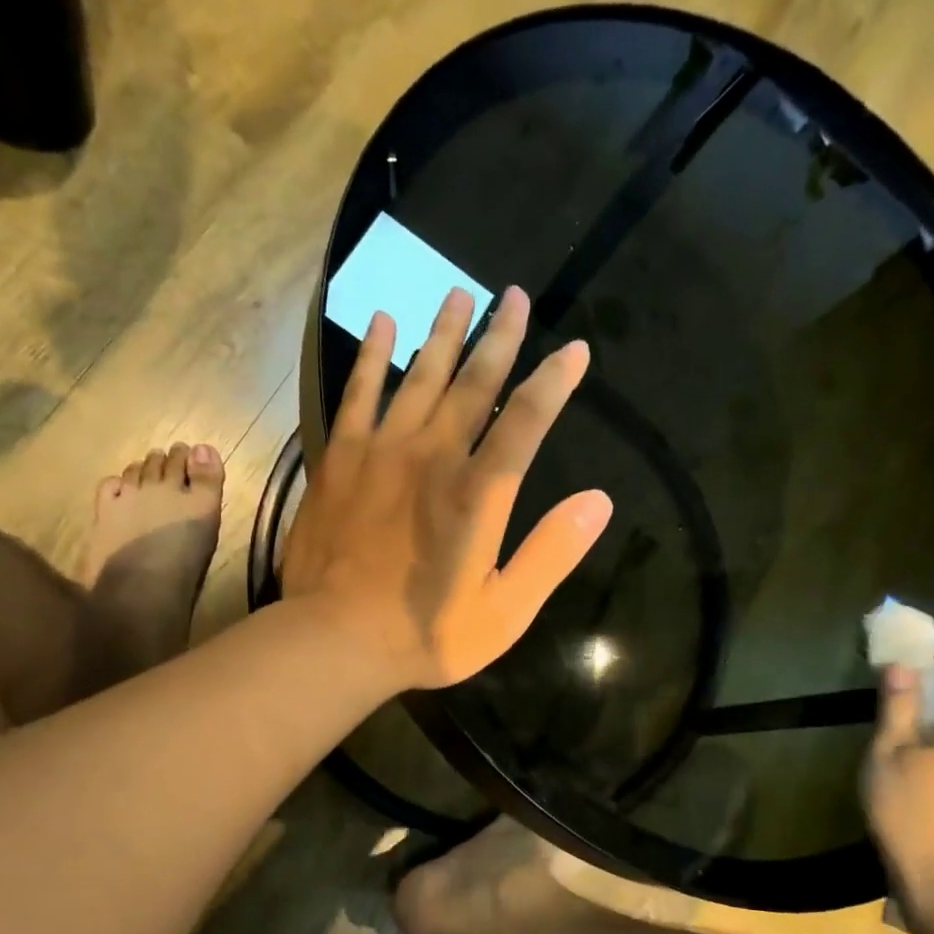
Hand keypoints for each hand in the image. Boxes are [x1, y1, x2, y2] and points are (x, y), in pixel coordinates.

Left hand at [280, 285, 613, 690]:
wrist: (335, 640)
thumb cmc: (427, 634)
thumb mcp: (506, 611)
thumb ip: (552, 554)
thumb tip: (598, 501)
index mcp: (478, 493)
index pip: (526, 420)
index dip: (554, 382)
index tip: (575, 351)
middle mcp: (433, 456)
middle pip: (473, 383)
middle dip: (499, 337)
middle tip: (514, 296)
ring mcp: (382, 452)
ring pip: (419, 377)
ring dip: (442, 334)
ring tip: (458, 293)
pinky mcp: (341, 459)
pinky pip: (359, 394)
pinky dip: (373, 358)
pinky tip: (383, 325)